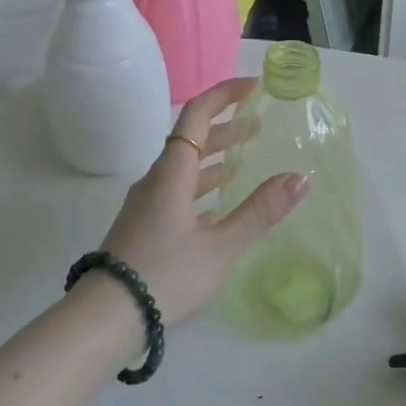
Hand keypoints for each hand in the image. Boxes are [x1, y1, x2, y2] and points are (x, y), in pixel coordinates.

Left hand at [95, 77, 309, 325]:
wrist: (105, 318)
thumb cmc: (165, 276)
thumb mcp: (220, 246)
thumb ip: (260, 211)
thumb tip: (301, 177)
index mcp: (173, 172)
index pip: (197, 113)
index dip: (225, 93)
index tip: (255, 87)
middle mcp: (157, 178)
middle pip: (191, 137)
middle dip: (226, 125)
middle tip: (260, 123)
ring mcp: (147, 202)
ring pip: (185, 165)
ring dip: (215, 155)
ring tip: (246, 156)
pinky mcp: (144, 224)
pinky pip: (178, 189)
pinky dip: (203, 184)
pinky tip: (220, 202)